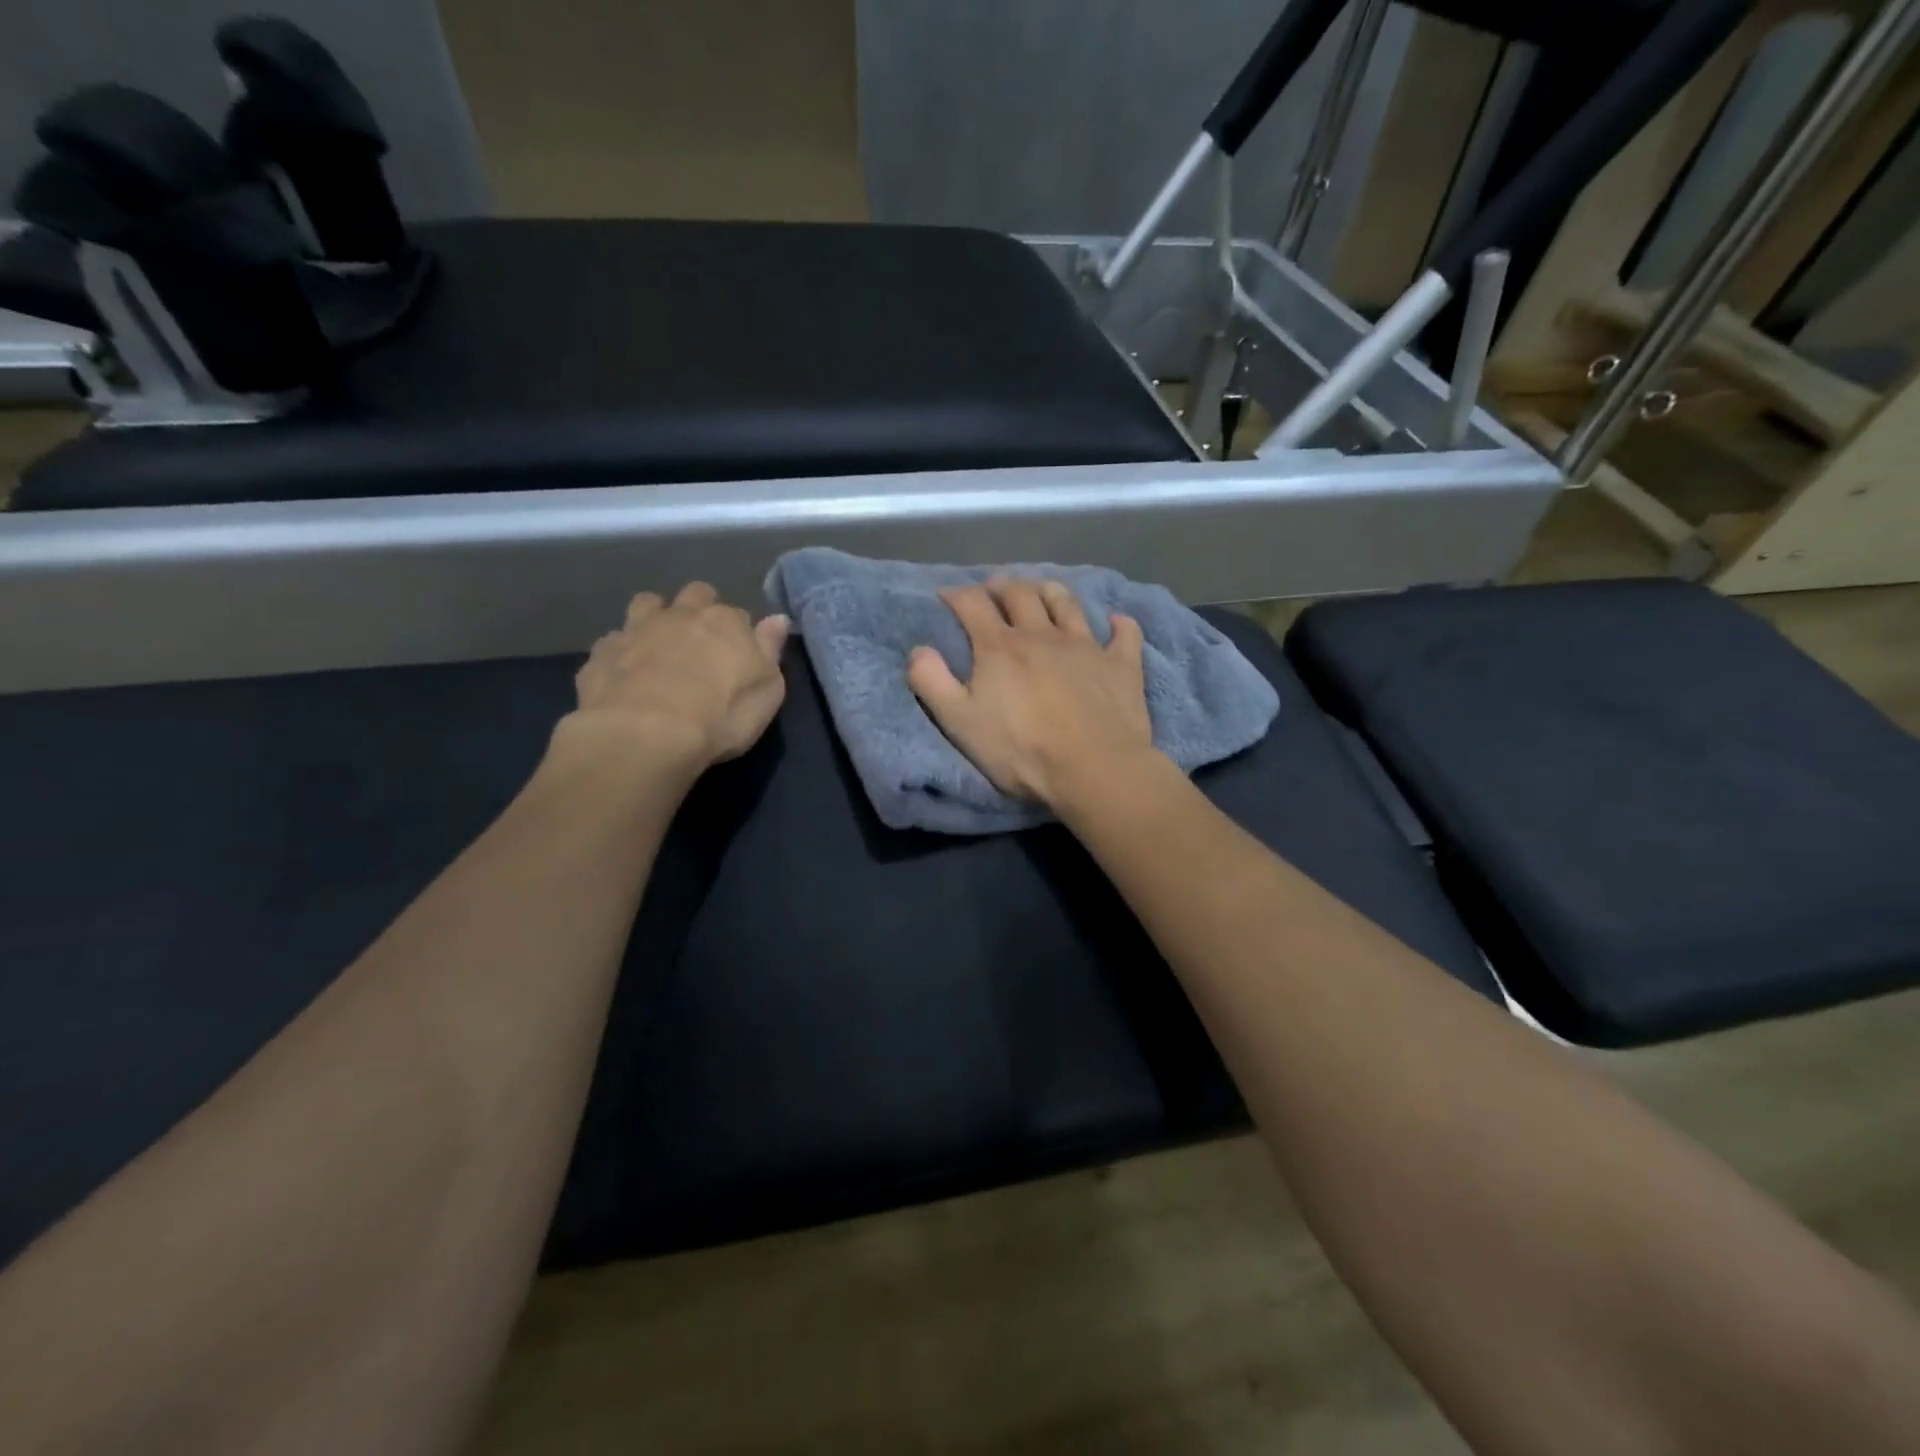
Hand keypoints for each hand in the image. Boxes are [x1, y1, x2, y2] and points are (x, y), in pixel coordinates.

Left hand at [561, 582, 789, 772]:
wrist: (645, 735)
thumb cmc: (720, 716)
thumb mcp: (767, 691)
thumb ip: (770, 650)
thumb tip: (777, 618)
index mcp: (725, 622)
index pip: (738, 614)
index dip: (739, 632)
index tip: (739, 654)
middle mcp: (681, 615)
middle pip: (694, 595)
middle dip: (698, 609)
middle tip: (701, 642)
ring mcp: (636, 630)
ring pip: (647, 604)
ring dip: (655, 616)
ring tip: (658, 645)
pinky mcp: (601, 654)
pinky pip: (613, 641)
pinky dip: (621, 651)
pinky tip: (624, 673)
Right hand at [908, 579, 1155, 806]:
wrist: (1094, 769)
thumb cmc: (1021, 750)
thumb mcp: (960, 723)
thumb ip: (932, 682)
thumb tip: (918, 650)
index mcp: (1000, 647)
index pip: (972, 604)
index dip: (957, 595)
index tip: (947, 597)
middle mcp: (1042, 635)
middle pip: (1020, 595)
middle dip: (1002, 586)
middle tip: (994, 590)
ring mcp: (1086, 646)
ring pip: (1067, 603)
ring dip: (1050, 591)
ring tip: (1042, 591)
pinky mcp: (1121, 665)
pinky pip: (1124, 634)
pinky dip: (1119, 624)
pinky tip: (1116, 621)